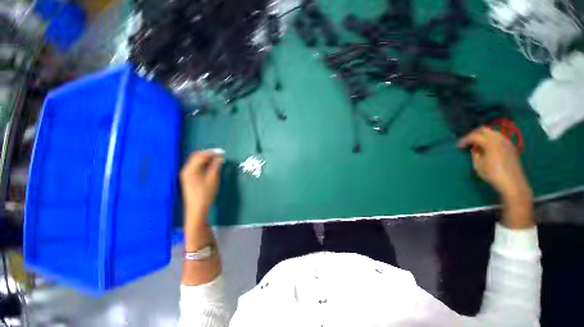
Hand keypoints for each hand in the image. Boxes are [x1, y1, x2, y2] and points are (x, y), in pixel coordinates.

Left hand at [180, 150, 223, 220]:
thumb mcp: (212, 179)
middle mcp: (186, 170)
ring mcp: (186, 174)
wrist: (196, 209)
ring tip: (217, 159)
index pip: (201, 156)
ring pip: (196, 161)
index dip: (211, 152)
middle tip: (219, 154)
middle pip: (196, 156)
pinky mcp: (189, 178)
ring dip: (206, 158)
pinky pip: (196, 166)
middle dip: (208, 154)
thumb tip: (219, 158)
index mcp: (190, 169)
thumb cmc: (205, 194)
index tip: (222, 152)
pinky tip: (210, 166)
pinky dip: (203, 163)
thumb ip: (215, 166)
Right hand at [457, 127, 531, 204]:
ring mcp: (507, 142)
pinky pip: (499, 137)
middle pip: (484, 130)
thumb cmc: (493, 175)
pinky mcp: (511, 147)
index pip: (474, 136)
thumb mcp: (478, 165)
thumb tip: (474, 148)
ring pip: (492, 132)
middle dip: (473, 134)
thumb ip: (475, 154)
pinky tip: (487, 147)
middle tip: (467, 142)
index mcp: (490, 143)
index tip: (458, 146)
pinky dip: (491, 139)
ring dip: (483, 136)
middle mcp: (500, 139)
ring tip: (476, 144)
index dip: (464, 140)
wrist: (513, 183)